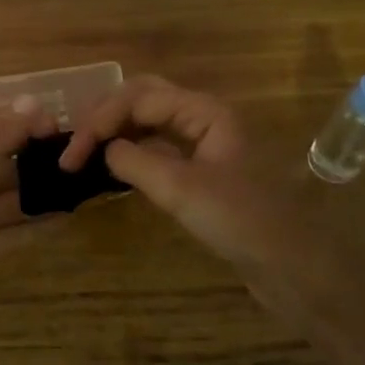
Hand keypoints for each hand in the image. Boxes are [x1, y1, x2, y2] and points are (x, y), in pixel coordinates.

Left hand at [0, 101, 56, 364]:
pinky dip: (30, 228)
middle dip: (30, 160)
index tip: (56, 125)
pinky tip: (63, 219)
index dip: (15, 122)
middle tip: (76, 161)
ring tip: (78, 189)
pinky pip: (3, 237)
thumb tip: (34, 104)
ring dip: (35, 195)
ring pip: (2, 203)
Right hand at [61, 76, 364, 331]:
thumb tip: (106, 150)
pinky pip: (159, 149)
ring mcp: (205, 144)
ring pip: (150, 124)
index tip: (72, 155)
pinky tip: (114, 170)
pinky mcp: (204, 171)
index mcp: (205, 111)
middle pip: (144, 100)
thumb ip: (136, 163)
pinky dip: (132, 154)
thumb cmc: (242, 221)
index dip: (101, 120)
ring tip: (85, 155)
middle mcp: (204, 118)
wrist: (293, 266)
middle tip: (75, 146)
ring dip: (117, 133)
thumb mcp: (182, 190)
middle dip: (107, 117)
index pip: (139, 97)